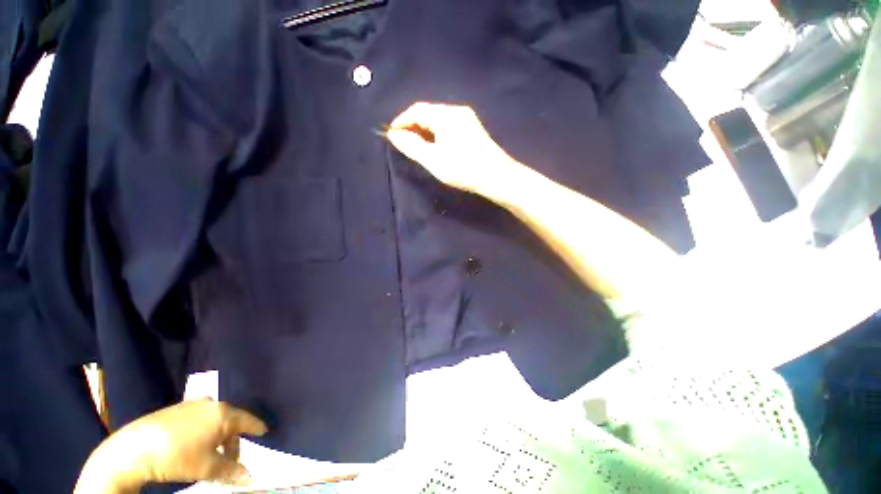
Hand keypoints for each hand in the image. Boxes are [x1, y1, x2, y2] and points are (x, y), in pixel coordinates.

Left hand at [76, 399, 266, 492]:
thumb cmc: (177, 456)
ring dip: (217, 436)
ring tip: (210, 455)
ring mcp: (192, 403)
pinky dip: (203, 430)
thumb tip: (250, 478)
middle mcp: (211, 403)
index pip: (248, 420)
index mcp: (223, 413)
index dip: (257, 428)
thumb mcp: (206, 468)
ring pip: (215, 419)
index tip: (264, 433)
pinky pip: (199, 418)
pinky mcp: (177, 408)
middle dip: (233, 440)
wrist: (134, 448)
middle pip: (231, 421)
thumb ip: (231, 471)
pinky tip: (193, 445)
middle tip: (229, 459)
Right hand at [386, 102, 522, 197]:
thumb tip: (393, 134)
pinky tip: (434, 146)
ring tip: (415, 146)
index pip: (417, 110)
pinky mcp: (473, 130)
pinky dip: (436, 134)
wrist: (497, 177)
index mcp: (446, 114)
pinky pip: (448, 126)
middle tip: (402, 142)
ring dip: (424, 130)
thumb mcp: (433, 160)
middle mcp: (457, 111)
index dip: (401, 121)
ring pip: (438, 120)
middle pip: (428, 113)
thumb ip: (412, 146)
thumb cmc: (463, 169)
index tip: (391, 135)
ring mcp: (467, 119)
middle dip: (412, 126)